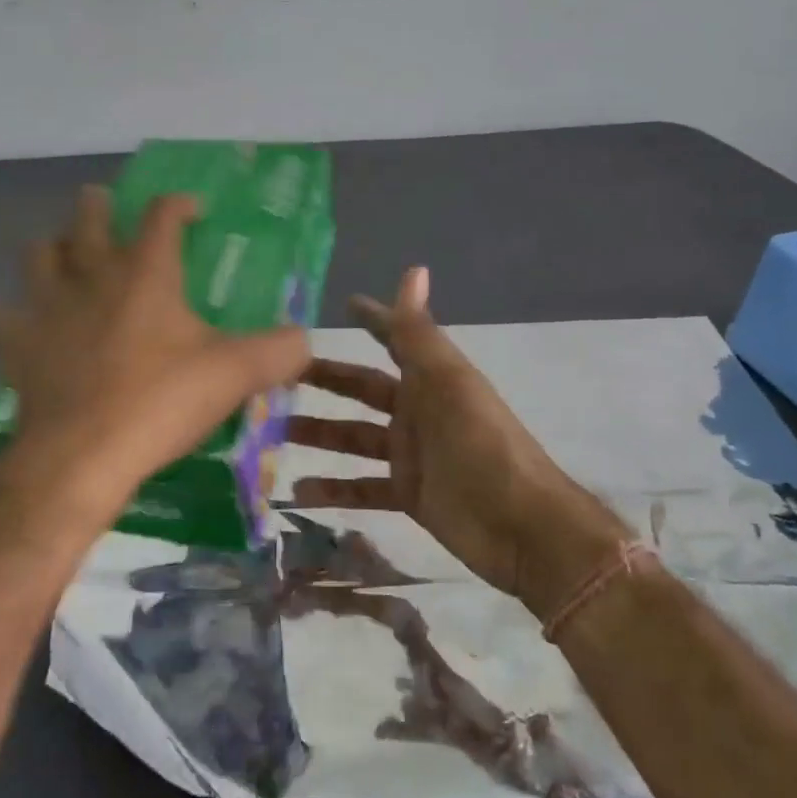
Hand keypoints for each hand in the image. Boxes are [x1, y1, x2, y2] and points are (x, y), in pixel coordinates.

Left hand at [0, 187, 310, 508]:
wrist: (82, 457)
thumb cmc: (160, 402)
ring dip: (52, 247)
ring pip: (39, 255)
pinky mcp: (19, 346)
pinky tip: (22, 322)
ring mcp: (49, 308)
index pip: (161, 215)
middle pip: (86, 219)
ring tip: (64, 253)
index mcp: (146, 273)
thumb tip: (305, 339)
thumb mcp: (235, 374)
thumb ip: (279, 351)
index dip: (179, 203)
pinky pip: (4, 316)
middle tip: (104, 205)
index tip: (194, 209)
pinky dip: (12, 313)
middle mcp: (93, 277)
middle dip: (97, 205)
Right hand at [287, 267, 630, 611]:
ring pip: (355, 438)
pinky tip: (297, 493)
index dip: (372, 320)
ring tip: (274, 434)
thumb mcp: (448, 384)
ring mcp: (411, 454)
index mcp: (429, 379)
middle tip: (276, 376)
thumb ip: (420, 334)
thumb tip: (414, 269)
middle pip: (363, 389)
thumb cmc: (482, 446)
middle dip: (326, 380)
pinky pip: (363, 487)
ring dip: (319, 435)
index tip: (341, 304)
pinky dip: (334, 490)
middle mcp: (418, 410)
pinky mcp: (409, 494)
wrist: (523, 528)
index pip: (394, 339)